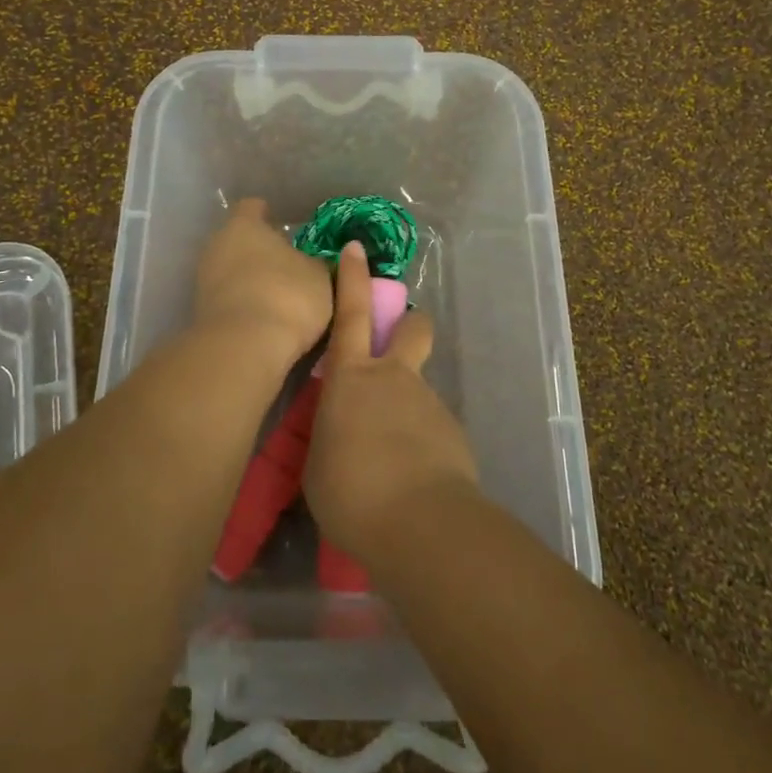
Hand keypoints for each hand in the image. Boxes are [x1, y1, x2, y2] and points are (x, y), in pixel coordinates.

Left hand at [191, 198, 333, 363]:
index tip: (284, 227)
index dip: (268, 214)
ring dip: (250, 280)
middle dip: (260, 251)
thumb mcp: (319, 277)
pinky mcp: (200, 312)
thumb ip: (316, 263)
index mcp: (244, 225)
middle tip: (288, 265)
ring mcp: (204, 279)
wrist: (243, 348)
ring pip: (231, 270)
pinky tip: (264, 319)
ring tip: (279, 297)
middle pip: (239, 240)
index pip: (252, 207)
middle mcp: (217, 245)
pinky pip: (227, 298)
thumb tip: (314, 261)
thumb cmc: (287, 296)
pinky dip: (243, 304)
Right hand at [303, 241, 477, 557]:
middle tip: (398, 342)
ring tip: (387, 462)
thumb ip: (329, 434)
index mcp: (353, 378)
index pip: (350, 313)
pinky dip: (419, 445)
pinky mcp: (453, 434)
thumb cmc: (350, 489)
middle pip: (411, 330)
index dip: (352, 278)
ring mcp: (429, 403)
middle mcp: (395, 379)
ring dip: (404, 410)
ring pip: (418, 389)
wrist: (420, 523)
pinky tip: (408, 482)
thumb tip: (340, 433)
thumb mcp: (318, 462)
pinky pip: (431, 429)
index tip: (357, 249)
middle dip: (408, 324)